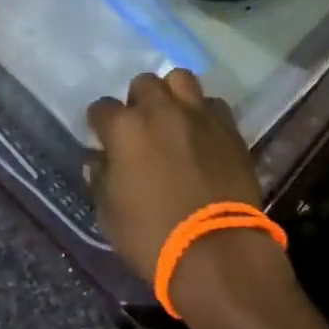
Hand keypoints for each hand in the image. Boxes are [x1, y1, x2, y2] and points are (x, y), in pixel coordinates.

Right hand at [86, 71, 278, 293]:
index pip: (102, 108)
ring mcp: (198, 114)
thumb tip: (99, 160)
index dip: (101, 124)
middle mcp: (161, 110)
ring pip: (181, 80)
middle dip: (138, 101)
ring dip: (173, 95)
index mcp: (126, 128)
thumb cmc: (153, 236)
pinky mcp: (228, 126)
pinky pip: (212, 104)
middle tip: (142, 127)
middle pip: (144, 83)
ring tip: (174, 119)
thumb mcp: (110, 215)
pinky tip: (203, 134)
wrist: (216, 248)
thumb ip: (101, 179)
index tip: (104, 139)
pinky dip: (204, 114)